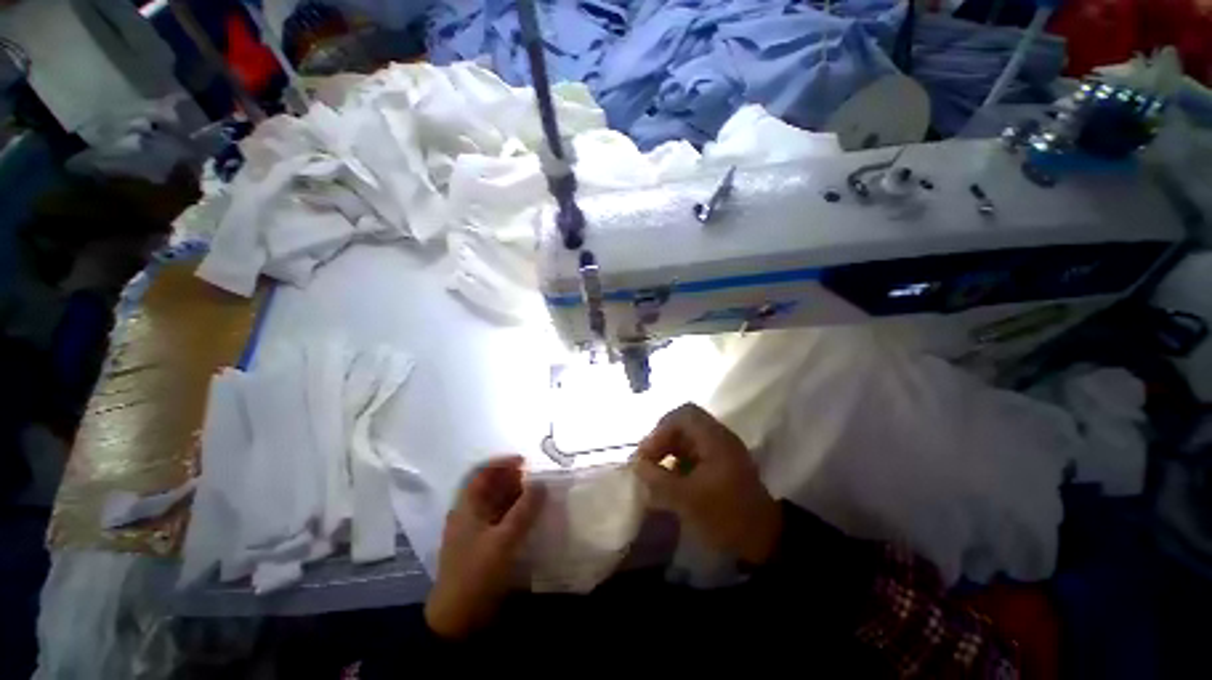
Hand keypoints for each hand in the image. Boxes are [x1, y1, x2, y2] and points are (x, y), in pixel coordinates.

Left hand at [424, 456, 544, 638]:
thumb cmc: (477, 574)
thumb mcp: (504, 540)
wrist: (458, 621)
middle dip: (513, 479)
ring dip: (515, 496)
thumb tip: (541, 483)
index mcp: (466, 508)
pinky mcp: (482, 547)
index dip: (502, 463)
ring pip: (496, 504)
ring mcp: (474, 532)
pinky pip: (500, 520)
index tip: (525, 462)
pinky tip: (530, 516)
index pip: (481, 474)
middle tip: (537, 477)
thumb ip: (524, 510)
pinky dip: (514, 513)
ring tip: (538, 493)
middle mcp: (468, 515)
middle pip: (489, 487)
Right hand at [633, 403, 781, 565]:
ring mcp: (721, 449)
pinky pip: (693, 451)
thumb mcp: (687, 500)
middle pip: (684, 423)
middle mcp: (719, 437)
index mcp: (715, 439)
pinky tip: (670, 478)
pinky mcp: (721, 463)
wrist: (764, 541)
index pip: (683, 415)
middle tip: (647, 459)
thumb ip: (658, 480)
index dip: (660, 430)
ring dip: (668, 449)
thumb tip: (637, 465)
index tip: (647, 454)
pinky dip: (678, 459)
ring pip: (687, 437)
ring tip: (655, 469)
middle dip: (662, 439)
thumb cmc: (726, 516)